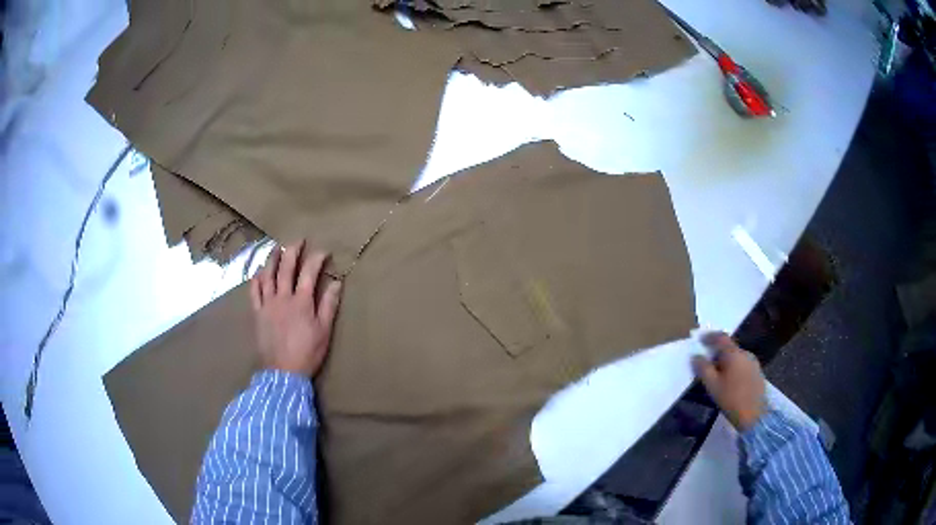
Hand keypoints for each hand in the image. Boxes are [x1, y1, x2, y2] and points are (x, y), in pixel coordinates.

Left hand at [250, 241, 341, 376]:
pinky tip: (258, 272)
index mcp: (301, 301)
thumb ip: (328, 305)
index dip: (317, 259)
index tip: (324, 252)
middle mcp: (282, 297)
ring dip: (272, 259)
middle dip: (293, 251)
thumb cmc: (307, 352)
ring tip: (276, 248)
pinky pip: (254, 292)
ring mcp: (267, 304)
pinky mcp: (257, 313)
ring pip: (268, 275)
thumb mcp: (324, 331)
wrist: (283, 372)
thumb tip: (337, 283)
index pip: (309, 273)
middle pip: (286, 268)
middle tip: (298, 240)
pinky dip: (256, 280)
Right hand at [692, 332, 766, 430]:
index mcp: (734, 354)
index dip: (709, 336)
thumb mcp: (712, 386)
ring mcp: (753, 363)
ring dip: (726, 361)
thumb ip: (703, 369)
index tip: (700, 339)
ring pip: (736, 357)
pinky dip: (734, 368)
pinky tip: (730, 382)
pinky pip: (742, 365)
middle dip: (717, 352)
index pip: (721, 337)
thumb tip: (696, 356)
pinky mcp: (757, 373)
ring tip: (717, 375)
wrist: (754, 415)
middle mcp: (746, 353)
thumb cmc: (731, 399)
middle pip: (729, 347)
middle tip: (706, 363)